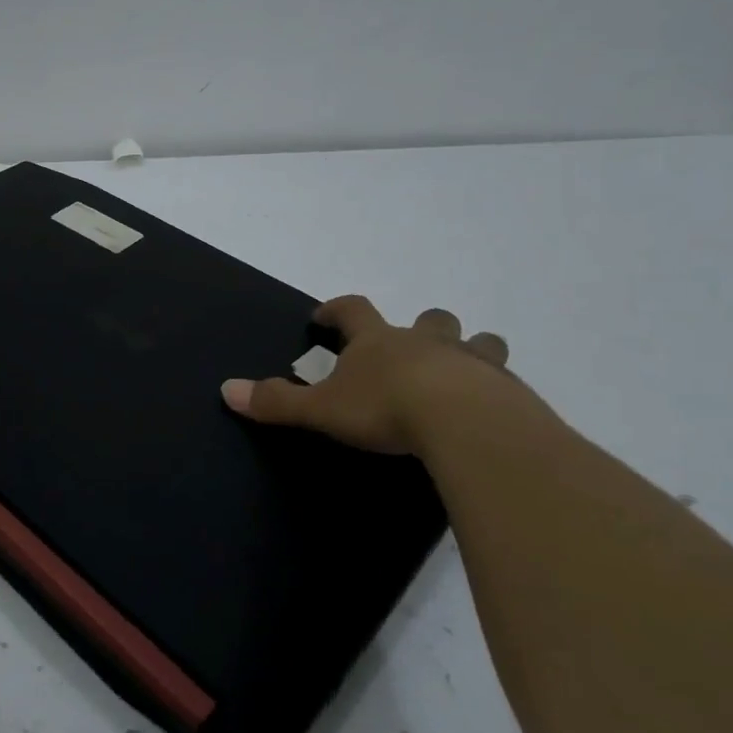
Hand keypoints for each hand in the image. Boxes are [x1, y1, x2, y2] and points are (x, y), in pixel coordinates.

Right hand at [221, 295, 511, 454]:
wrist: (466, 423)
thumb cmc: (386, 408)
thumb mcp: (322, 409)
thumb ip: (277, 401)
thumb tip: (226, 389)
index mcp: (378, 341)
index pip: (353, 310)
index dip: (337, 310)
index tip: (325, 316)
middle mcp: (425, 342)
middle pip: (427, 319)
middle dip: (419, 326)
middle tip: (409, 346)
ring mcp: (470, 362)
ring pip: (476, 342)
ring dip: (470, 349)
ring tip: (462, 370)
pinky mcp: (506, 390)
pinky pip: (503, 381)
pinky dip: (494, 389)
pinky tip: (489, 411)